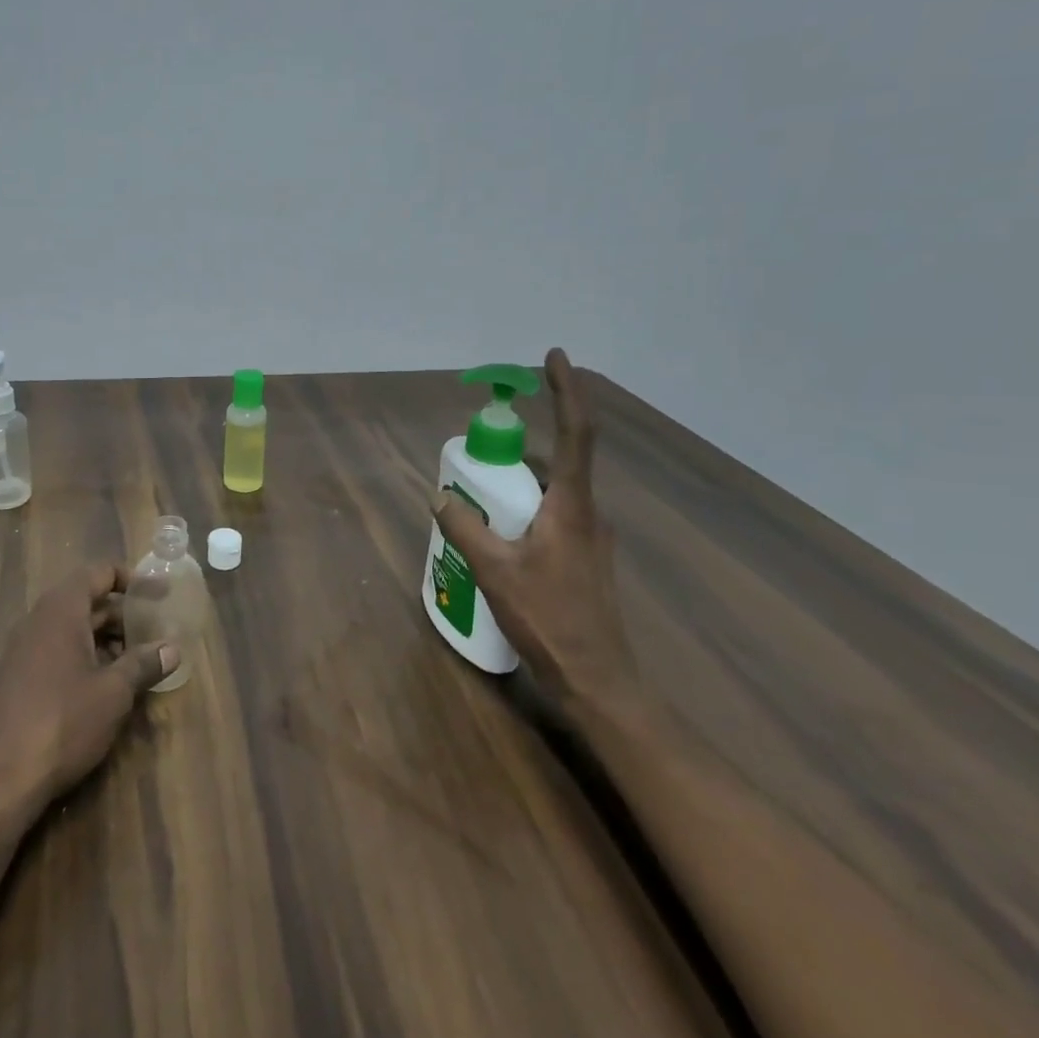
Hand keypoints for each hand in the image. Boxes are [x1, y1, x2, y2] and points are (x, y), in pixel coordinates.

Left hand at [0, 562, 176, 821]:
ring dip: (106, 638)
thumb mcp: (114, 692)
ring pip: (73, 629)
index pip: (99, 572)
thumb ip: (143, 664)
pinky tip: (107, 685)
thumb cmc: (63, 722)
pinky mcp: (18, 679)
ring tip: (138, 658)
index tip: (159, 592)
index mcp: (61, 610)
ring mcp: (24, 650)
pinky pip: (58, 651)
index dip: (131, 577)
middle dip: (122, 612)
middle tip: (156, 628)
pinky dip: (86, 656)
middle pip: (87, 600)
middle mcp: (39, 621)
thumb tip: (173, 648)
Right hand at [431, 348, 638, 711]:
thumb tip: (440, 497)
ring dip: (516, 487)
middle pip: (554, 461)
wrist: (598, 680)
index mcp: (572, 505)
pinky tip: (496, 541)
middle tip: (477, 461)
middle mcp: (588, 511)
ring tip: (477, 506)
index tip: (554, 356)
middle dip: (515, 453)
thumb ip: (465, 528)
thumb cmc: (550, 619)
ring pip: (550, 492)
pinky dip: (523, 512)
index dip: (566, 390)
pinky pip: (551, 516)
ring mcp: (590, 536)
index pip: (575, 432)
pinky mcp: (584, 557)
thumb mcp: (495, 571)